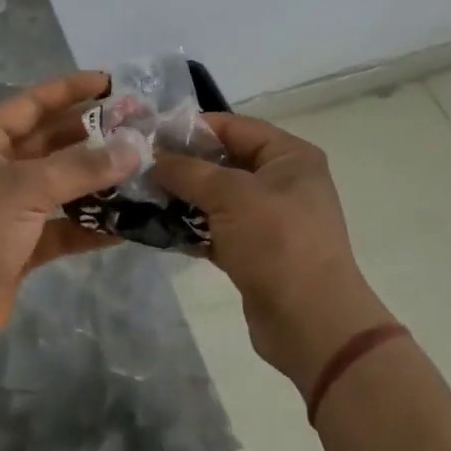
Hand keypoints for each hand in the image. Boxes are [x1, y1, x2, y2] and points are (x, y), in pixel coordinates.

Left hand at [0, 72, 142, 353]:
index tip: (109, 83)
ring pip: (58, 186)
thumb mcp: (28, 188)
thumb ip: (82, 166)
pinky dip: (88, 226)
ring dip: (94, 181)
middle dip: (89, 135)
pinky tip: (125, 225)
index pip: (31, 104)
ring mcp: (7, 210)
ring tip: (139, 172)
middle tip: (135, 130)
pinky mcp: (19, 246)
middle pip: (48, 143)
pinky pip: (61, 227)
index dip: (68, 90)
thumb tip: (134, 147)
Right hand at [153, 112, 392, 398]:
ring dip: (183, 196)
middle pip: (223, 160)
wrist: (311, 323)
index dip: (192, 128)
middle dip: (183, 164)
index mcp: (289, 156)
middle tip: (139, 166)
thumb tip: (152, 160)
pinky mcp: (255, 250)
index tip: (149, 135)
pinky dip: (192, 226)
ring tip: (142, 195)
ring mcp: (269, 218)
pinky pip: (217, 228)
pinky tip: (159, 227)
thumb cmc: (276, 242)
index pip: (233, 127)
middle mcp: (282, 181)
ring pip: (217, 196)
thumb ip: (187, 171)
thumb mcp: (229, 195)